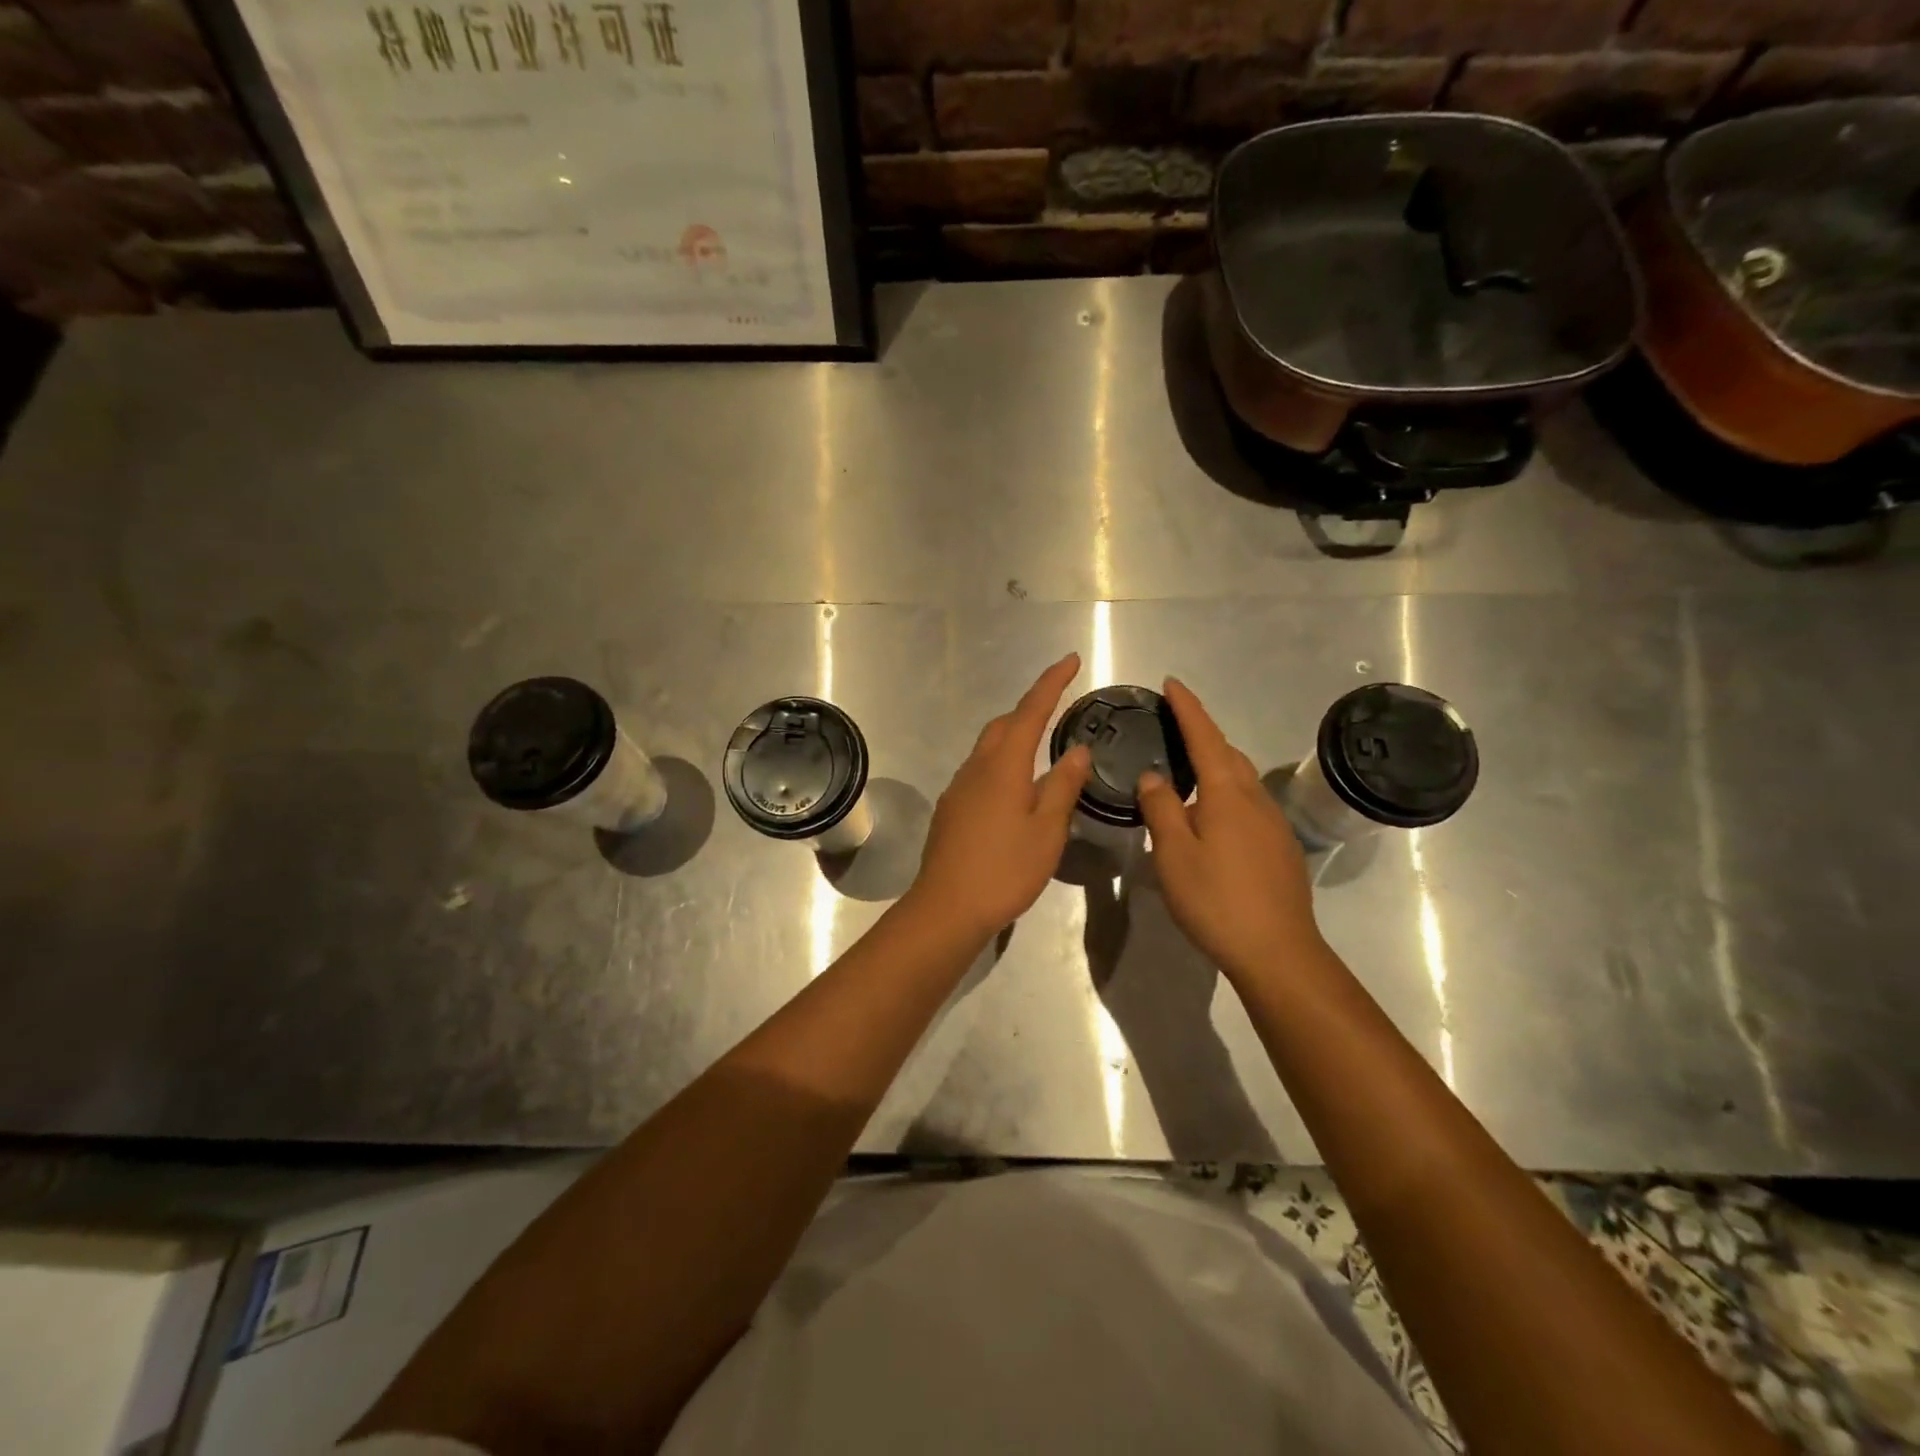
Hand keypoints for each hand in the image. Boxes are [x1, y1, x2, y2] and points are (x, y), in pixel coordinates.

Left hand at [908, 653, 1090, 940]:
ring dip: (1014, 737)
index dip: (1051, 683)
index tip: (1070, 659)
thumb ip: (1063, 786)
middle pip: (1004, 725)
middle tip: (1059, 708)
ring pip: (989, 748)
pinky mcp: (951, 809)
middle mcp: (976, 768)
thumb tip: (1077, 749)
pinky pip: (979, 771)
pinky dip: (1002, 764)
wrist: (947, 908)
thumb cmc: (1005, 869)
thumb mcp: (1047, 830)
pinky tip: (1015, 791)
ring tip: (1042, 749)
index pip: (1031, 711)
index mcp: (1004, 766)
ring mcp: (959, 788)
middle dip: (1031, 709)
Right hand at [1136, 677, 1323, 986]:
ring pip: (1242, 779)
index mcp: (1227, 794)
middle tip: (1175, 724)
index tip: (1172, 683)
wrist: (1277, 951)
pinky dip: (1227, 791)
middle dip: (1202, 733)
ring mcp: (1273, 824)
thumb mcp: (1174, 854)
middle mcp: (1255, 799)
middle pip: (1228, 753)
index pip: (1205, 737)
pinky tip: (1212, 815)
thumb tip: (1153, 776)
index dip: (1188, 708)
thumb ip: (1161, 808)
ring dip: (1216, 762)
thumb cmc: (1217, 900)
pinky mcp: (1280, 847)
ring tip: (1188, 767)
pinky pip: (1249, 802)